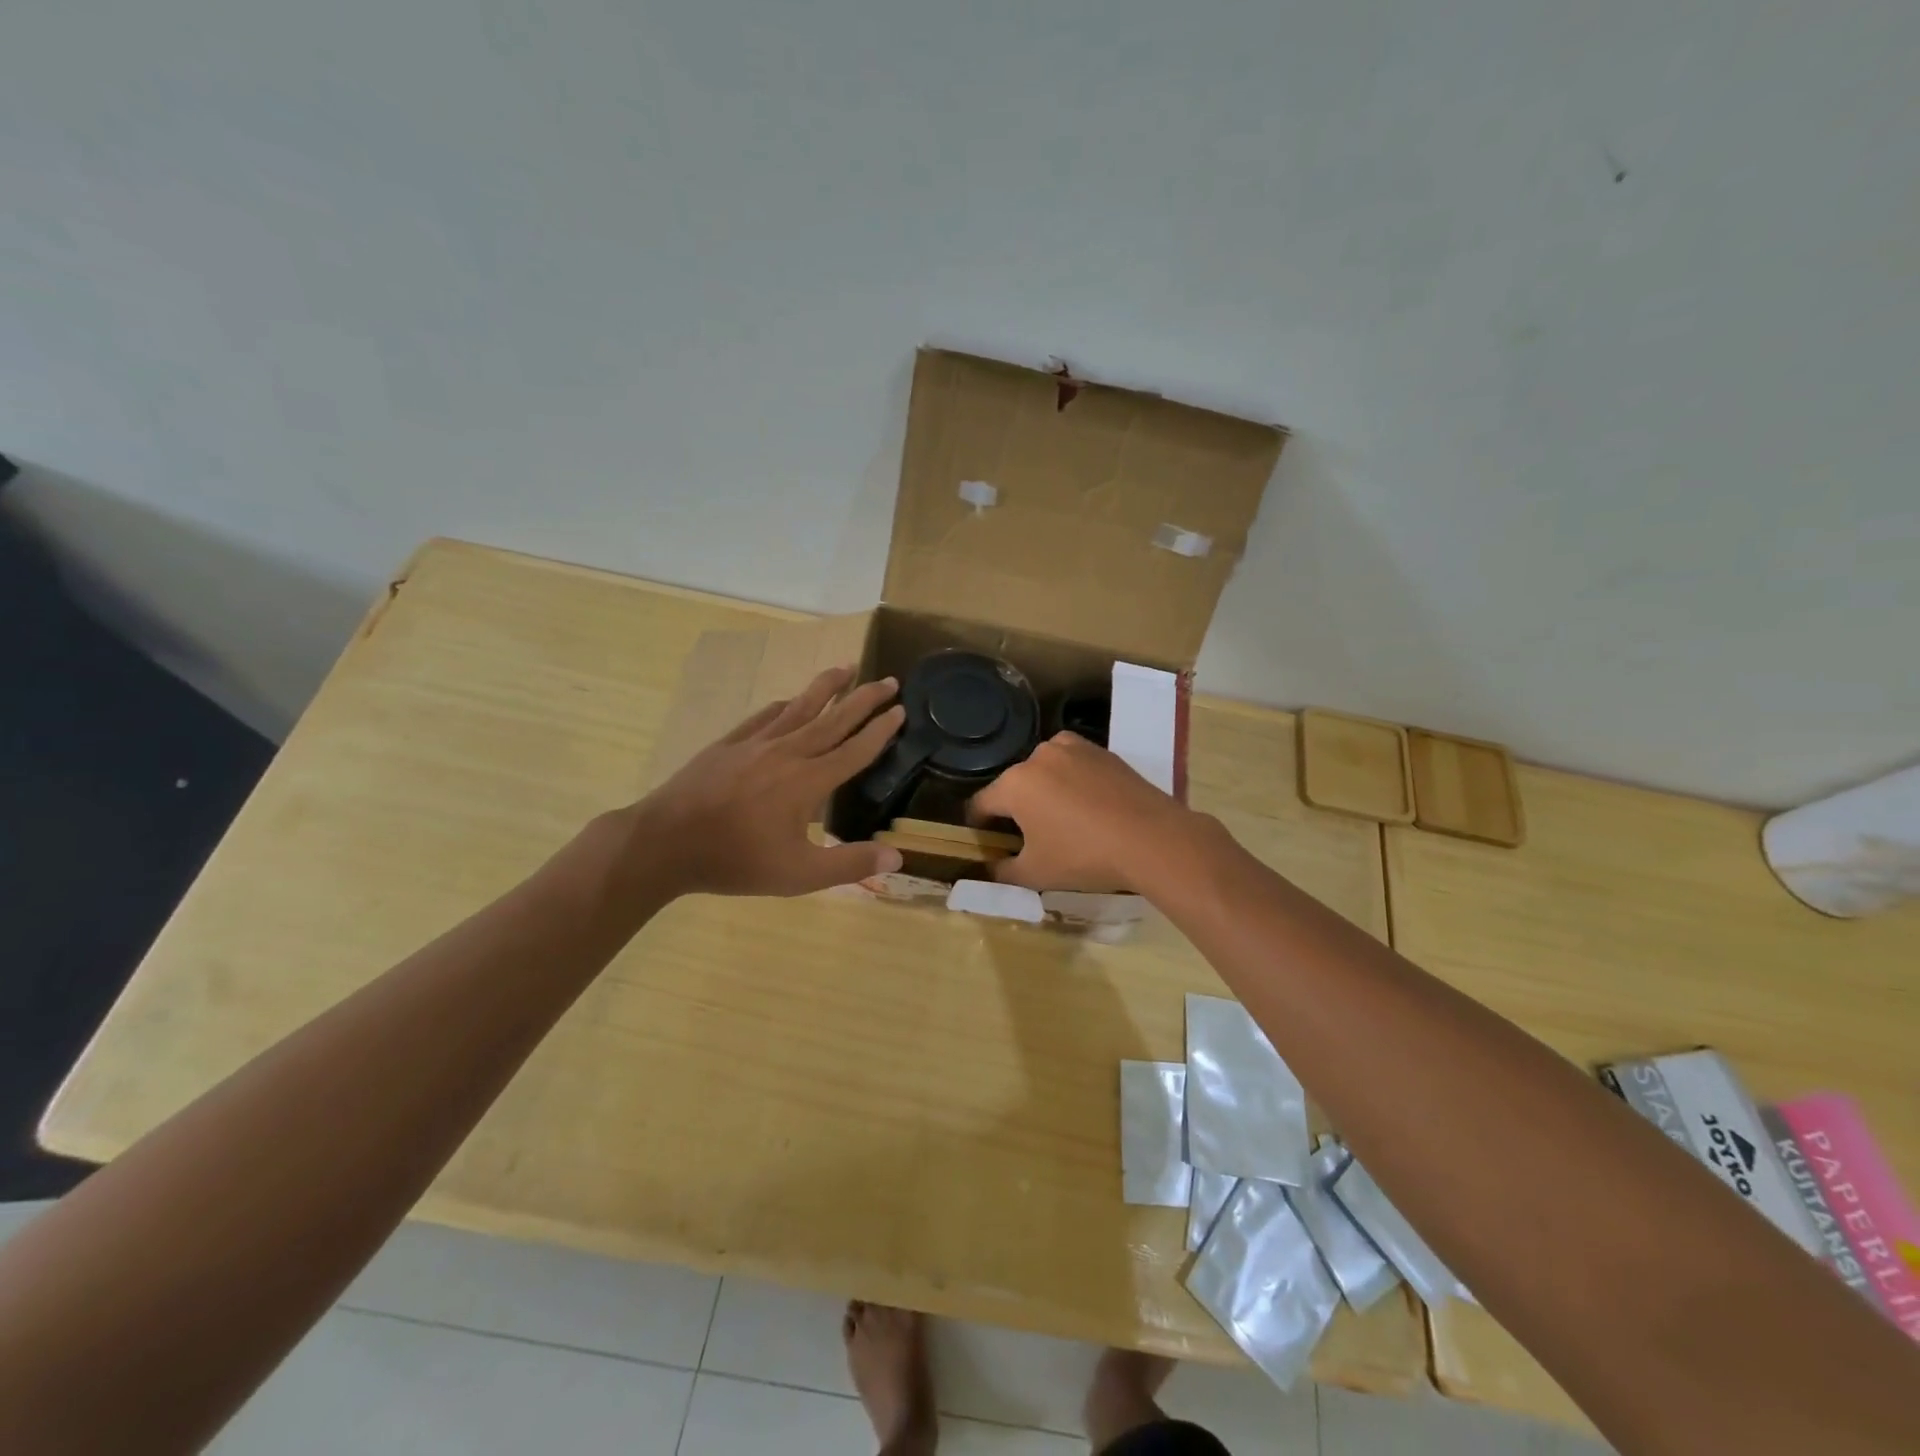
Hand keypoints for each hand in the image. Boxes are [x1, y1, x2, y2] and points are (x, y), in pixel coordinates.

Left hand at [636, 667, 905, 895]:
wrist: (666, 842)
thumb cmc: (736, 861)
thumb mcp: (798, 874)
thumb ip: (850, 864)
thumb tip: (897, 858)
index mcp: (808, 781)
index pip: (855, 750)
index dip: (880, 730)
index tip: (900, 710)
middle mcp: (788, 752)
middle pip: (834, 719)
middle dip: (864, 698)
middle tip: (889, 679)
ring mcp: (755, 744)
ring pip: (800, 707)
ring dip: (826, 686)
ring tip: (846, 666)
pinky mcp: (729, 744)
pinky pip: (765, 716)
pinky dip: (784, 705)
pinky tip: (788, 701)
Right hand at [967, 732, 1200, 891]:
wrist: (1152, 838)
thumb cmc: (1084, 856)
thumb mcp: (1036, 873)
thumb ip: (1003, 872)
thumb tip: (989, 869)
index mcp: (1014, 784)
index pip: (981, 804)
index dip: (978, 825)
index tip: (986, 842)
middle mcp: (1038, 756)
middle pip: (1014, 784)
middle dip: (1015, 808)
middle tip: (1028, 837)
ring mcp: (1072, 748)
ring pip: (1044, 770)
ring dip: (1044, 790)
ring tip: (1061, 819)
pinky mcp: (1101, 750)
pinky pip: (1073, 764)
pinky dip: (1072, 780)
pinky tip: (1087, 805)